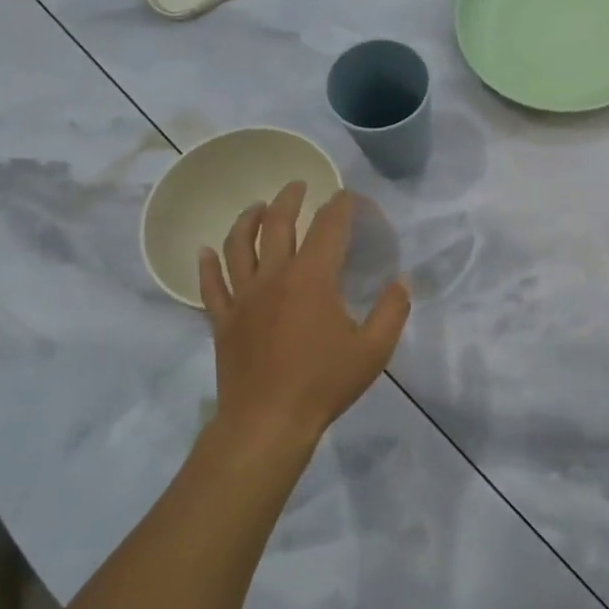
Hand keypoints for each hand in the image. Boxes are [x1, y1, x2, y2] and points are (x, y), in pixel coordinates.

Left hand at [199, 184, 410, 458]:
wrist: (267, 422)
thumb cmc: (324, 383)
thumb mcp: (373, 350)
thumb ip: (392, 311)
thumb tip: (402, 281)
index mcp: (312, 279)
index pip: (327, 228)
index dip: (339, 207)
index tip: (346, 196)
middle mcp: (273, 277)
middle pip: (276, 225)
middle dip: (288, 200)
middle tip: (297, 186)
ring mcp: (242, 298)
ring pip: (237, 247)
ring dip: (246, 220)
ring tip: (255, 207)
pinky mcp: (222, 321)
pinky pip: (210, 285)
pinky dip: (207, 265)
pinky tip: (205, 252)